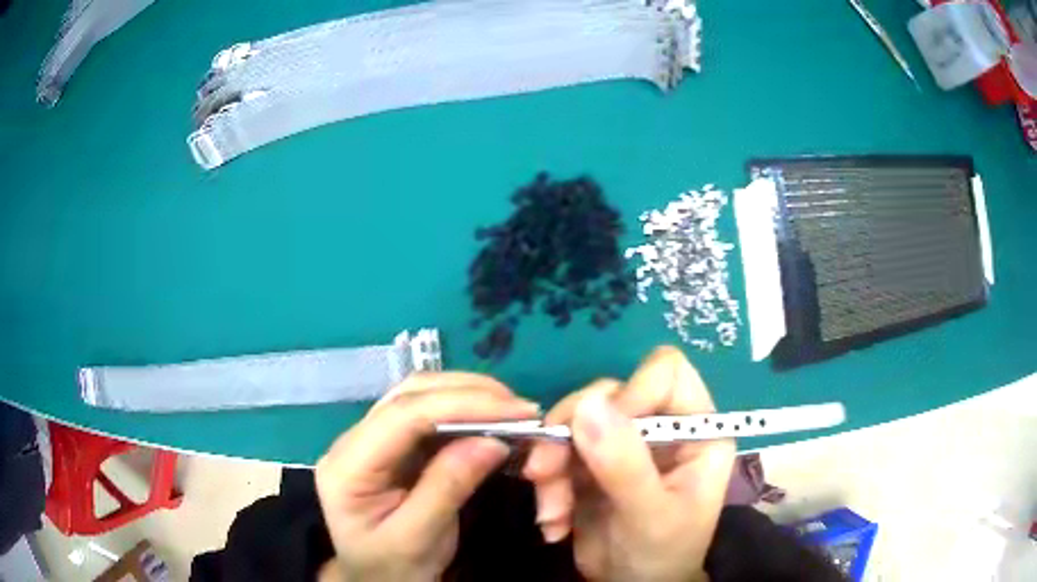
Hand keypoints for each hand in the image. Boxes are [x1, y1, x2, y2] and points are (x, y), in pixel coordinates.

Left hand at [316, 372, 539, 581]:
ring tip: (510, 411)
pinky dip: (462, 411)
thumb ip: (447, 488)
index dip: (461, 405)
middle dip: (468, 394)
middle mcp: (352, 441)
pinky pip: (426, 415)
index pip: (402, 416)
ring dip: (466, 396)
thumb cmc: (391, 567)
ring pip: (418, 395)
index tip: (516, 411)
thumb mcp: (418, 539)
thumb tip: (492, 441)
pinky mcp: (390, 445)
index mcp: (347, 467)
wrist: (373, 579)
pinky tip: (488, 420)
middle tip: (521, 409)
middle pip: (409, 394)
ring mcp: (370, 439)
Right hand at [524, 347, 735, 581]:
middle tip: (544, 474)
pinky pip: (558, 452)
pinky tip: (553, 523)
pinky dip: (547, 486)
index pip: (665, 373)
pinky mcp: (592, 463)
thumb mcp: (649, 515)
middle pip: (609, 392)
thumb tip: (588, 404)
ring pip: (575, 422)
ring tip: (550, 513)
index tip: (596, 434)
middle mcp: (660, 426)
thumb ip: (624, 464)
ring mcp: (624, 443)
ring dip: (552, 465)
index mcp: (695, 430)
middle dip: (570, 434)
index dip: (629, 394)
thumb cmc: (662, 555)